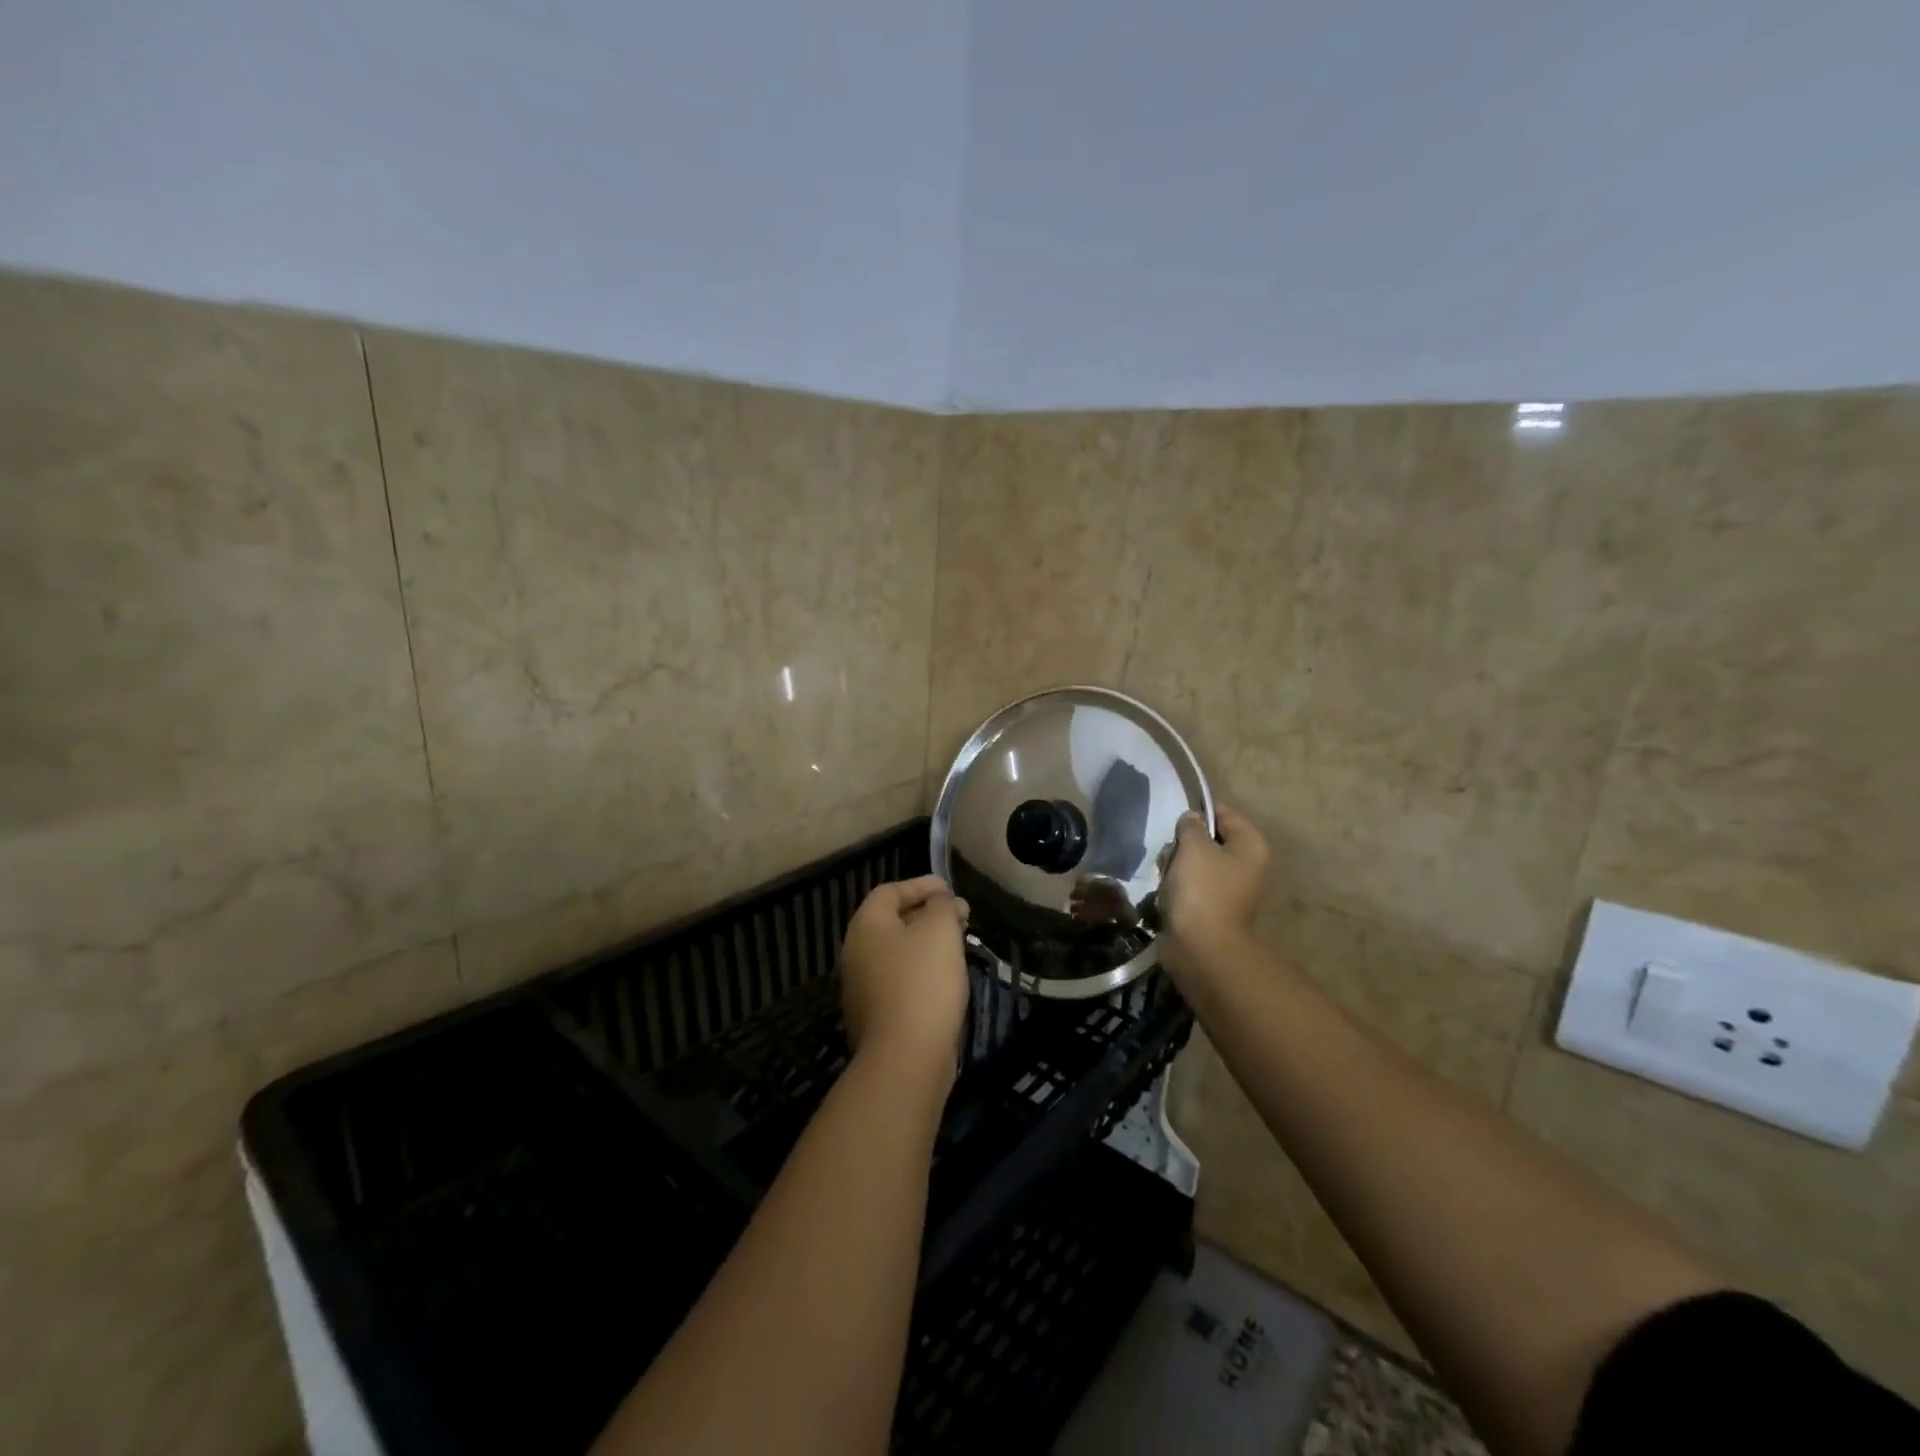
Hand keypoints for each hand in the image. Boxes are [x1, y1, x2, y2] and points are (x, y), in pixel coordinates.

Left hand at [840, 876, 970, 1087]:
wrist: (906, 1057)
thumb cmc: (922, 981)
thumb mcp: (940, 930)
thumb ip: (943, 906)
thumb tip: (943, 903)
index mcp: (866, 926)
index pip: (889, 891)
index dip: (920, 885)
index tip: (949, 889)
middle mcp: (856, 953)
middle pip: (891, 922)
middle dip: (926, 914)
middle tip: (958, 917)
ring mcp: (862, 989)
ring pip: (896, 954)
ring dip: (925, 945)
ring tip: (957, 946)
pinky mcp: (876, 1018)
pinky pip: (899, 982)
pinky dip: (921, 973)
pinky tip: (945, 981)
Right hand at [1159, 805, 1268, 967]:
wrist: (1201, 947)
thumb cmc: (1202, 889)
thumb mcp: (1193, 846)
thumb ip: (1190, 826)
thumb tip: (1191, 820)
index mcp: (1250, 847)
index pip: (1224, 814)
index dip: (1198, 813)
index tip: (1176, 822)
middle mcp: (1245, 866)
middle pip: (1207, 839)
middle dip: (1183, 844)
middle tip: (1171, 855)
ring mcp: (1228, 889)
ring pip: (1194, 863)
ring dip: (1175, 867)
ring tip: (1166, 877)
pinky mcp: (1210, 908)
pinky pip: (1189, 886)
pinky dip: (1175, 887)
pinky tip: (1165, 894)